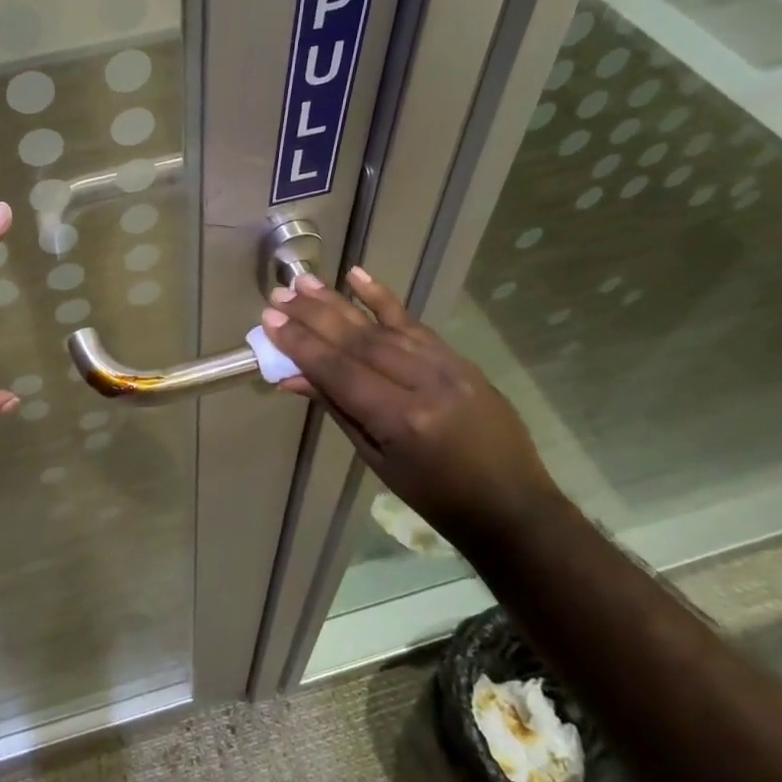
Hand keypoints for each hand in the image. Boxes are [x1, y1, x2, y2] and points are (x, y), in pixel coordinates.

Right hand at [263, 268, 569, 547]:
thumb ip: (338, 408)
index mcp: (402, 420)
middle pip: (359, 341)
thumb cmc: (433, 495)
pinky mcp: (460, 358)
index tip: (270, 320)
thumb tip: (293, 376)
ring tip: (303, 283)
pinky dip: (384, 299)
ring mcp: (448, 366)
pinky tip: (357, 277)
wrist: (510, 504)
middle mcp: (426, 384)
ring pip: (383, 327)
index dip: (302, 345)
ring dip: (339, 303)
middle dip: (313, 317)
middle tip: (279, 295)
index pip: (341, 371)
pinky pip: (415, 324)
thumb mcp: (376, 458)